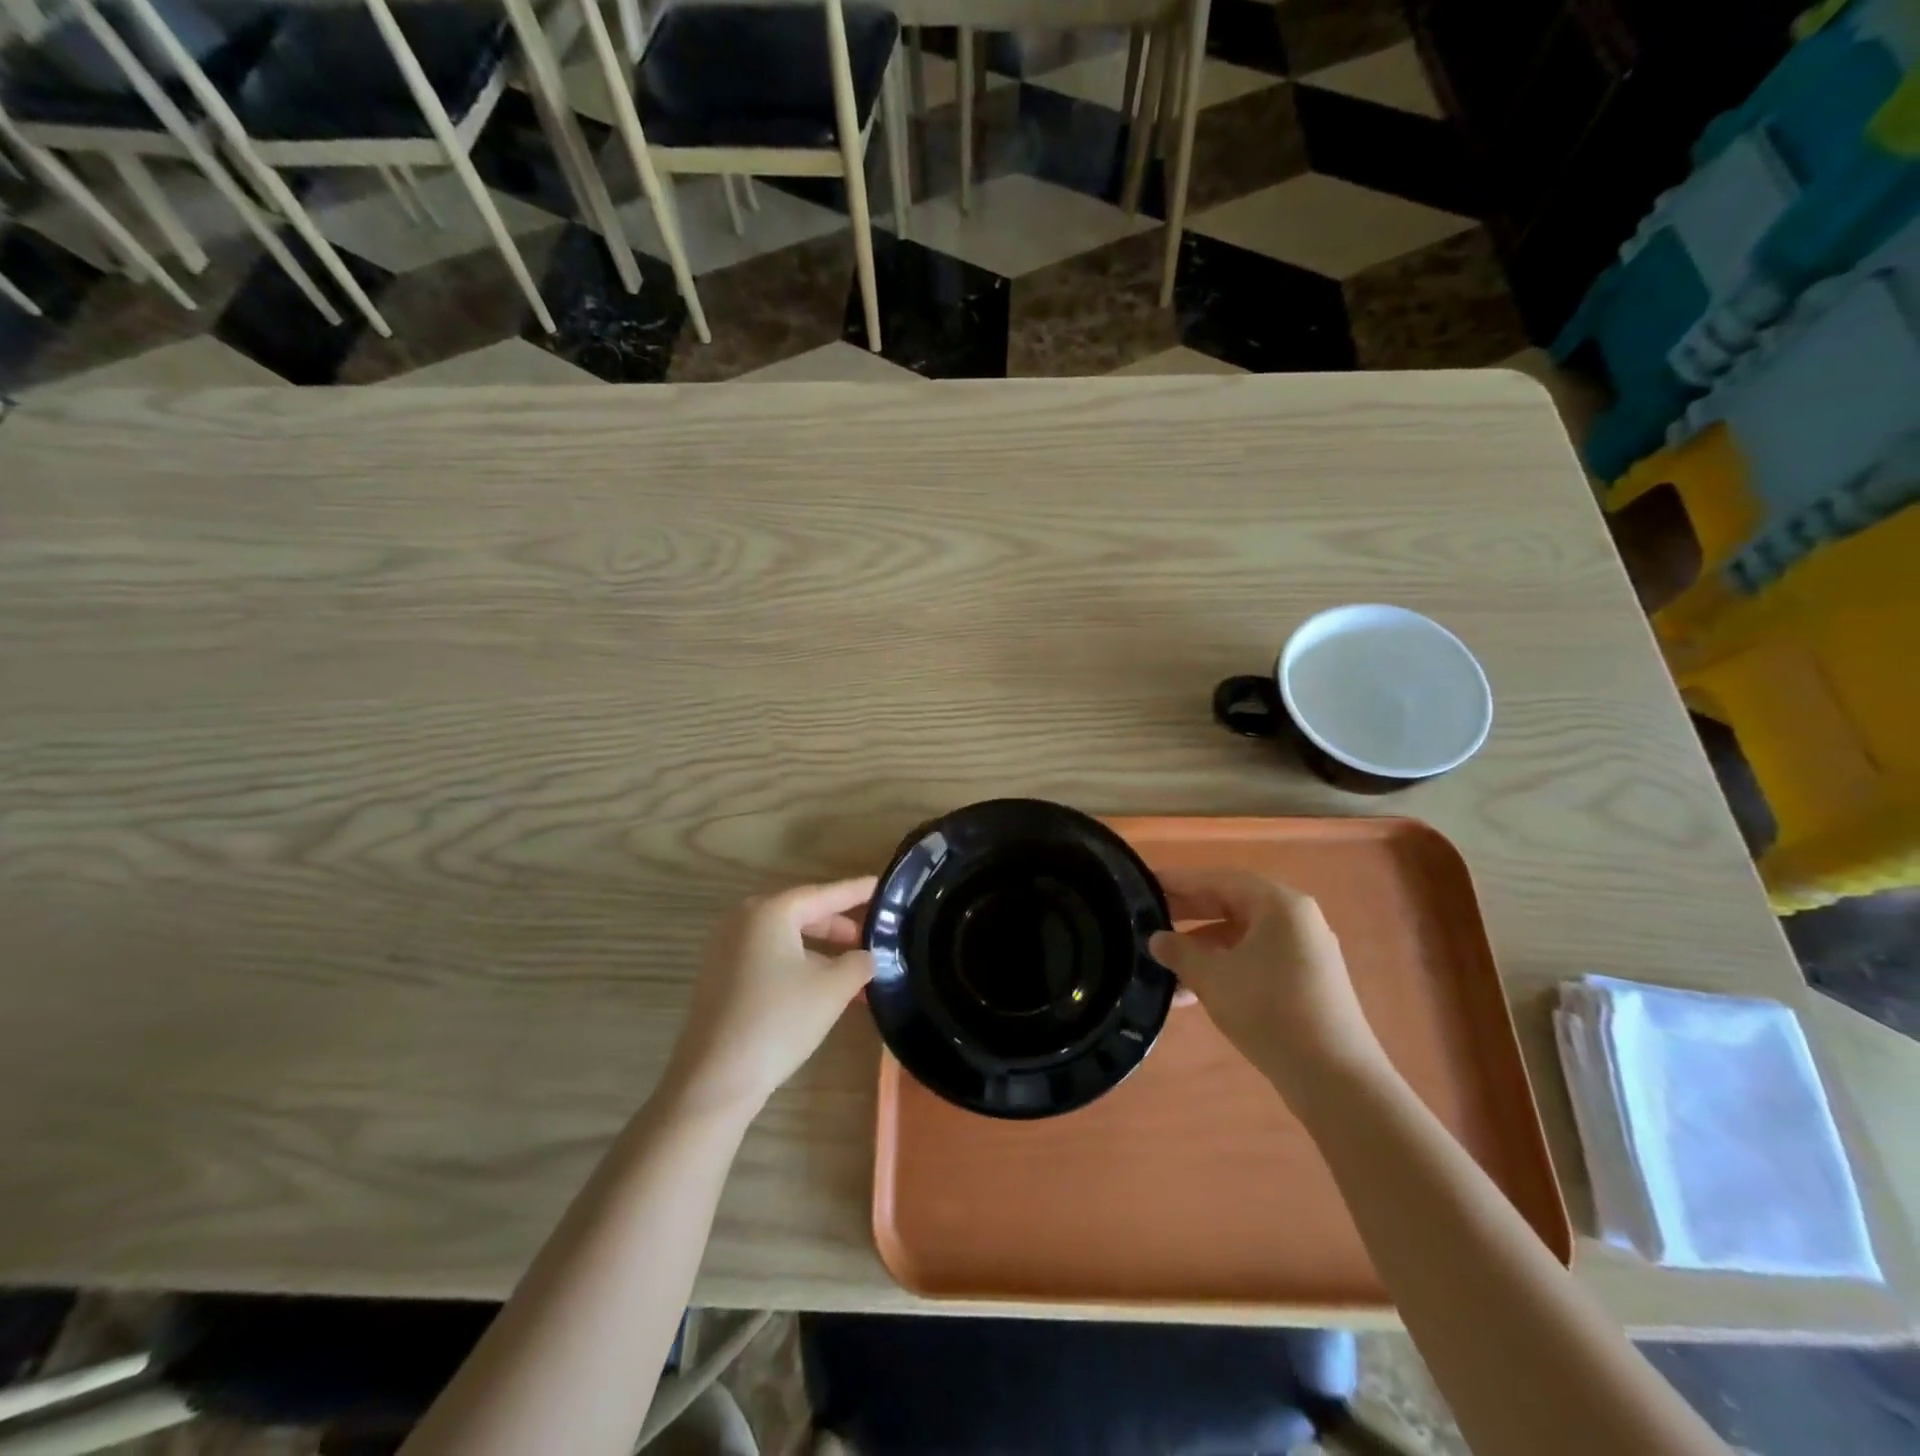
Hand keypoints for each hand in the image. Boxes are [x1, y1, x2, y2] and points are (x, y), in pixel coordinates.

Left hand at [662, 878, 876, 1117]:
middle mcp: (743, 921)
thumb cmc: (778, 1021)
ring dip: (822, 954)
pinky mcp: (721, 978)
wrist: (714, 1080)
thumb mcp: (832, 989)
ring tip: (855, 973)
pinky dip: (799, 966)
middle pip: (802, 914)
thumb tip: (869, 956)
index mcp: (769, 912)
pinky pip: (769, 959)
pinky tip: (823, 990)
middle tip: (872, 938)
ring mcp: (727, 950)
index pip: (823, 894)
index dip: (856, 891)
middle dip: (840, 928)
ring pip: (787, 940)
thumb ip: (859, 963)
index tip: (882, 885)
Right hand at [1149, 867, 1382, 1090]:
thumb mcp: (1213, 978)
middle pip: (1232, 905)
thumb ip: (1180, 952)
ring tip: (1165, 966)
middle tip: (1149, 920)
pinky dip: (1225, 968)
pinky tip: (1193, 994)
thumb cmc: (1270, 1011)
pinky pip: (1256, 960)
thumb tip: (1156, 939)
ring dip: (1203, 948)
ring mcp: (1305, 952)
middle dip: (1189, 915)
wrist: (1335, 1079)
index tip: (1145, 885)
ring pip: (1242, 937)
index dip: (1179, 883)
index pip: (1219, 880)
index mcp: (1279, 905)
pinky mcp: (1307, 982)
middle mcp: (1296, 919)